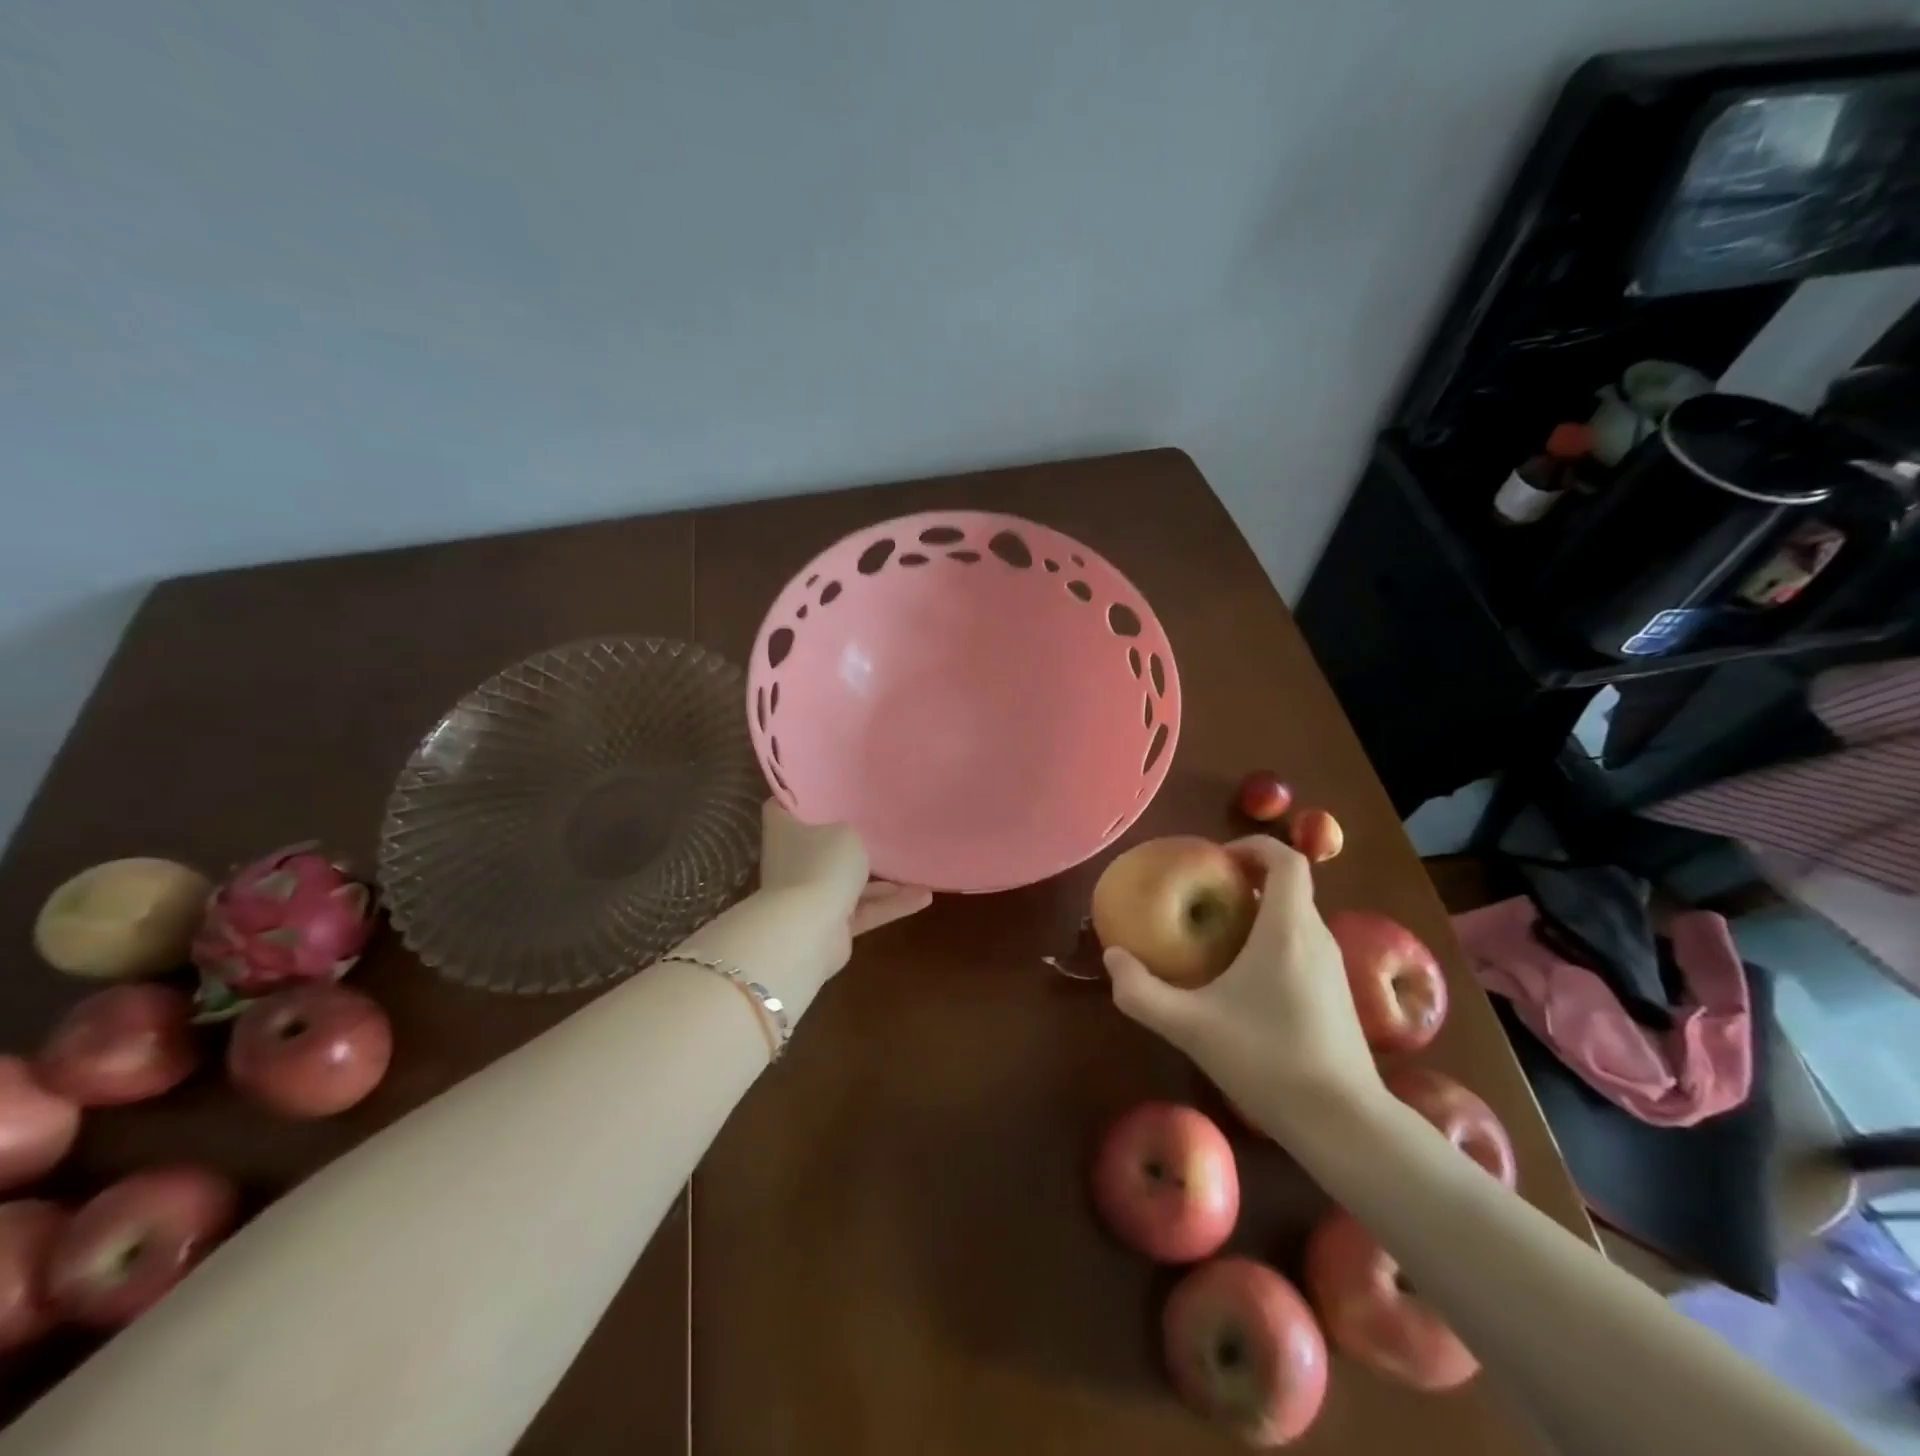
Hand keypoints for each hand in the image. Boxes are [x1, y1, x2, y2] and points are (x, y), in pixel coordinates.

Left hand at [757, 801, 930, 971]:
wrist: (809, 931)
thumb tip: (849, 840)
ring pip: (848, 881)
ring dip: (882, 879)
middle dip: (846, 840)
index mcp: (785, 831)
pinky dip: (890, 904)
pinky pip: (864, 909)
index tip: (826, 788)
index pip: (783, 805)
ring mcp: (810, 895)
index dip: (801, 796)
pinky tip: (923, 897)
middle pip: (819, 845)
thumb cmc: (822, 865)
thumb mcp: (846, 832)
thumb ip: (850, 832)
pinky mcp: (830, 925)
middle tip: (877, 825)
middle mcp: (793, 861)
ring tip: (916, 867)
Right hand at [1102, 836, 1380, 1137]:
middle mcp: (1316, 938)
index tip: (1216, 859)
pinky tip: (1244, 979)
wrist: (1345, 1124)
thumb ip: (1142, 992)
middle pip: (1290, 885)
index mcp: (1287, 929)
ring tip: (1217, 932)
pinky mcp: (1338, 995)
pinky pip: (1303, 944)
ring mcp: (1333, 968)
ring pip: (1297, 916)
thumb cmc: (1267, 1060)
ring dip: (1260, 910)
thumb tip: (1112, 958)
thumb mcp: (1190, 1026)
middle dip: (1248, 879)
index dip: (1253, 846)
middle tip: (1204, 894)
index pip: (1285, 859)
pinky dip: (1274, 939)